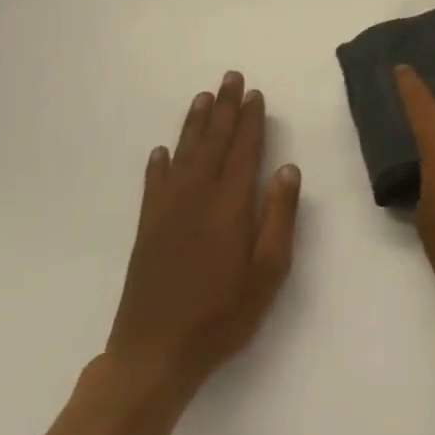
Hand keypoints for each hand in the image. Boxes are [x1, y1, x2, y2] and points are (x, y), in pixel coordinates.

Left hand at [103, 72, 301, 405]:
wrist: (153, 356)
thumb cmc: (223, 314)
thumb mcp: (269, 270)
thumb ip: (279, 216)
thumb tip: (288, 169)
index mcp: (230, 206)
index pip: (243, 151)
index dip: (250, 121)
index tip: (255, 94)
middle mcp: (196, 199)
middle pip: (212, 144)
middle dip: (223, 109)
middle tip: (230, 78)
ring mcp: (166, 214)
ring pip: (182, 156)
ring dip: (194, 125)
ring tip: (202, 98)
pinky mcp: (146, 231)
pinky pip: (154, 185)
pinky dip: (158, 164)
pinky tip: (162, 151)